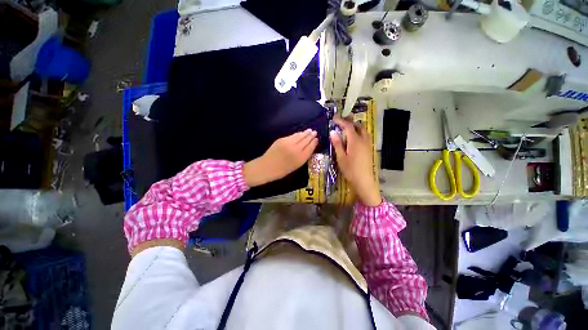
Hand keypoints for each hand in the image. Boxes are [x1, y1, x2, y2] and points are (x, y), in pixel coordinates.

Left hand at [243, 129, 317, 186]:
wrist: (267, 167)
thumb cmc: (282, 171)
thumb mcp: (295, 166)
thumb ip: (303, 157)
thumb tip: (308, 148)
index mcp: (300, 158)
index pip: (310, 147)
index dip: (314, 142)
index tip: (317, 139)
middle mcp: (296, 149)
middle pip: (306, 140)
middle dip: (311, 136)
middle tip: (314, 132)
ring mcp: (288, 143)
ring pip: (300, 136)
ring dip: (305, 133)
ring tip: (309, 130)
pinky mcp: (282, 140)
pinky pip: (292, 136)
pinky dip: (297, 134)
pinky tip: (300, 133)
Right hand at [330, 115, 381, 206]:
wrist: (364, 181)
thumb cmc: (350, 170)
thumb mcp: (341, 157)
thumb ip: (337, 144)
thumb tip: (333, 132)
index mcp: (355, 141)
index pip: (348, 126)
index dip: (341, 120)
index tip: (334, 117)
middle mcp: (363, 140)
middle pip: (358, 126)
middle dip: (349, 121)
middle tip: (340, 122)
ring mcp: (368, 144)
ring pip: (363, 130)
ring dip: (355, 127)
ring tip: (347, 129)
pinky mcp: (369, 149)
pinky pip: (365, 136)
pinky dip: (359, 132)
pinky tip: (353, 138)